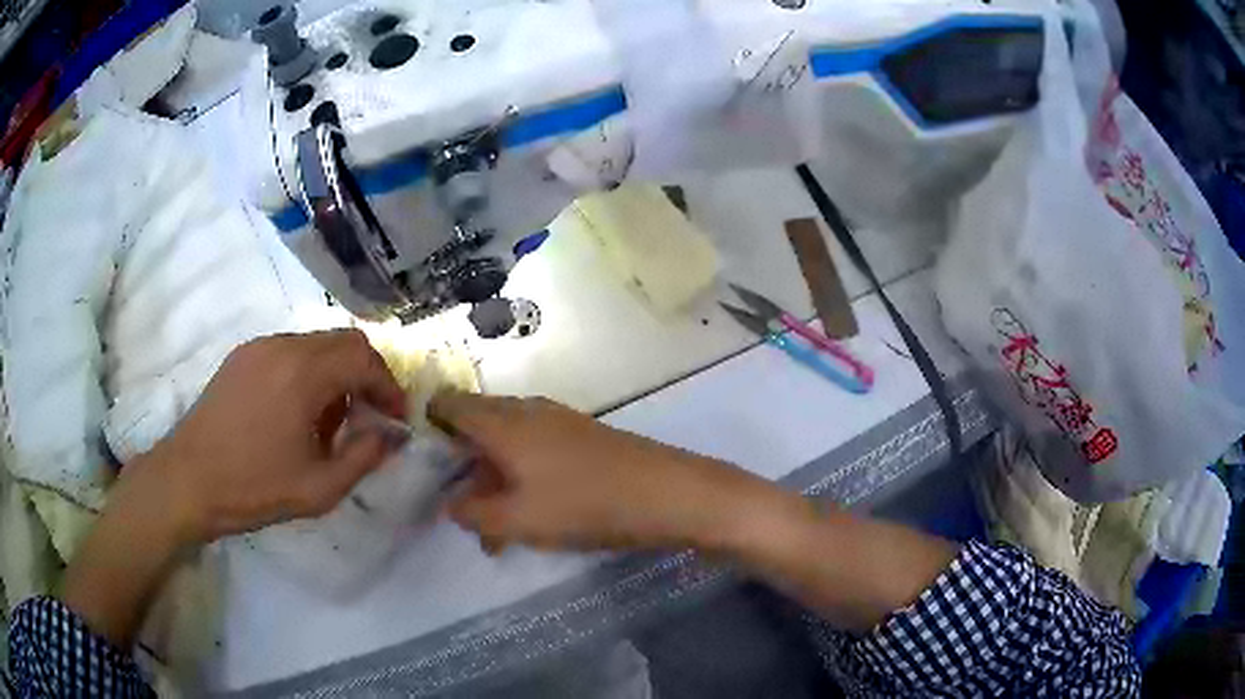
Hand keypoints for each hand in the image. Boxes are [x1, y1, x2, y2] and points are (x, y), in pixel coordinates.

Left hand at [64, 330, 405, 646]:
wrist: (188, 480)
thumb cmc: (253, 487)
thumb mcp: (319, 488)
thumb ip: (364, 457)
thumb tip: (390, 436)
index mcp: (304, 373)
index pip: (364, 359)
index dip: (388, 387)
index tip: (396, 419)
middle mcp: (284, 346)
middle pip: (344, 341)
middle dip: (367, 376)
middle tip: (370, 415)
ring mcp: (259, 346)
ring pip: (317, 344)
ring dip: (337, 374)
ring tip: (332, 421)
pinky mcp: (242, 356)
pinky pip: (290, 351)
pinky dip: (309, 373)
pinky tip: (298, 412)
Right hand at [429, 392, 792, 554]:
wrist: (667, 492)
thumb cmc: (584, 504)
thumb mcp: (517, 520)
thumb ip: (473, 513)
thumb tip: (451, 503)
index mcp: (501, 420)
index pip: (447, 403)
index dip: (424, 426)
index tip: (417, 464)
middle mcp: (525, 410)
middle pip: (474, 424)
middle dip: (459, 464)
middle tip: (456, 505)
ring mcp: (556, 420)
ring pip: (505, 441)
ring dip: (491, 478)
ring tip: (492, 527)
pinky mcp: (579, 436)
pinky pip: (533, 449)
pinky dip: (519, 477)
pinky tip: (529, 515)